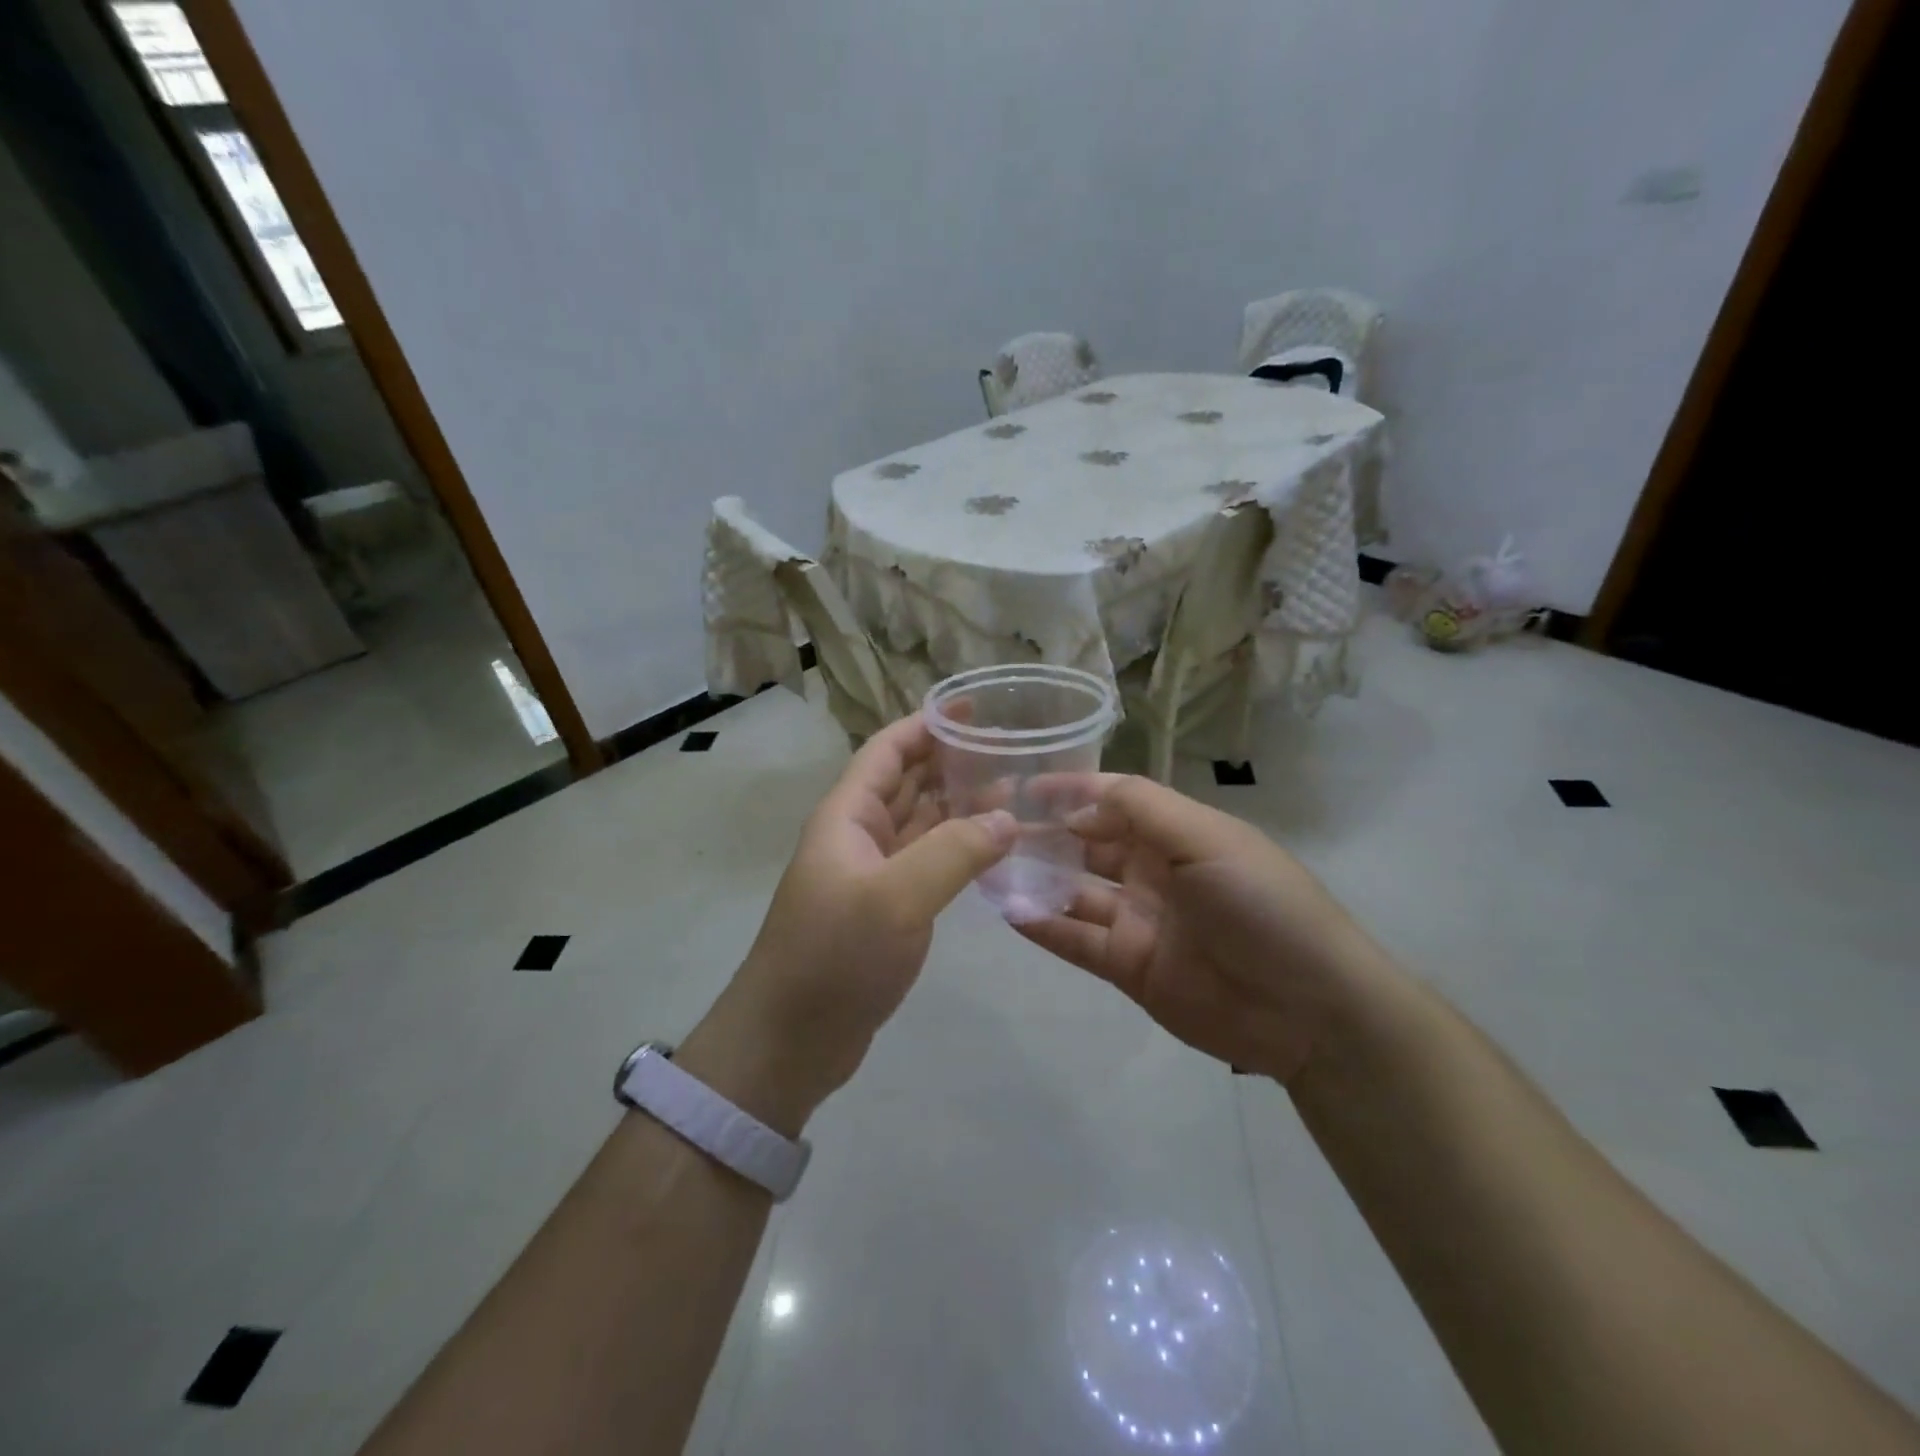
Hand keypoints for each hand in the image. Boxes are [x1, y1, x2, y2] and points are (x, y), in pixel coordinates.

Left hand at [679, 715, 1014, 1132]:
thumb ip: (955, 851)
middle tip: (1007, 750)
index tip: (973, 710)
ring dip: (958, 805)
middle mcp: (858, 836)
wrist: (790, 1039)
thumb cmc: (834, 956)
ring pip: (919, 823)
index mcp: (848, 816)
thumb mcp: (897, 897)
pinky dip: (957, 849)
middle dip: (950, 761)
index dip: (925, 725)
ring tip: (1012, 792)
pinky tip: (991, 849)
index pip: (887, 751)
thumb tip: (1007, 818)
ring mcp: (871, 874)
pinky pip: (926, 863)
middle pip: (905, 782)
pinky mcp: (885, 910)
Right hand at [1017, 775, 1384, 1083]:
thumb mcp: (1208, 840)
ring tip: (987, 866)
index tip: (1024, 785)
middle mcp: (1153, 871)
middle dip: (1045, 834)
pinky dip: (1043, 925)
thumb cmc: (1263, 904)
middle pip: (1088, 844)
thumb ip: (1142, 810)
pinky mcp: (1128, 967)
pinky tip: (1007, 910)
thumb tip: (1077, 806)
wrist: (1309, 1009)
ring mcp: (1139, 920)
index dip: (1072, 790)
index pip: (1115, 801)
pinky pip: (1076, 940)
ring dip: (1035, 878)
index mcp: (1178, 834)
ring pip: (1074, 891)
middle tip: (991, 827)